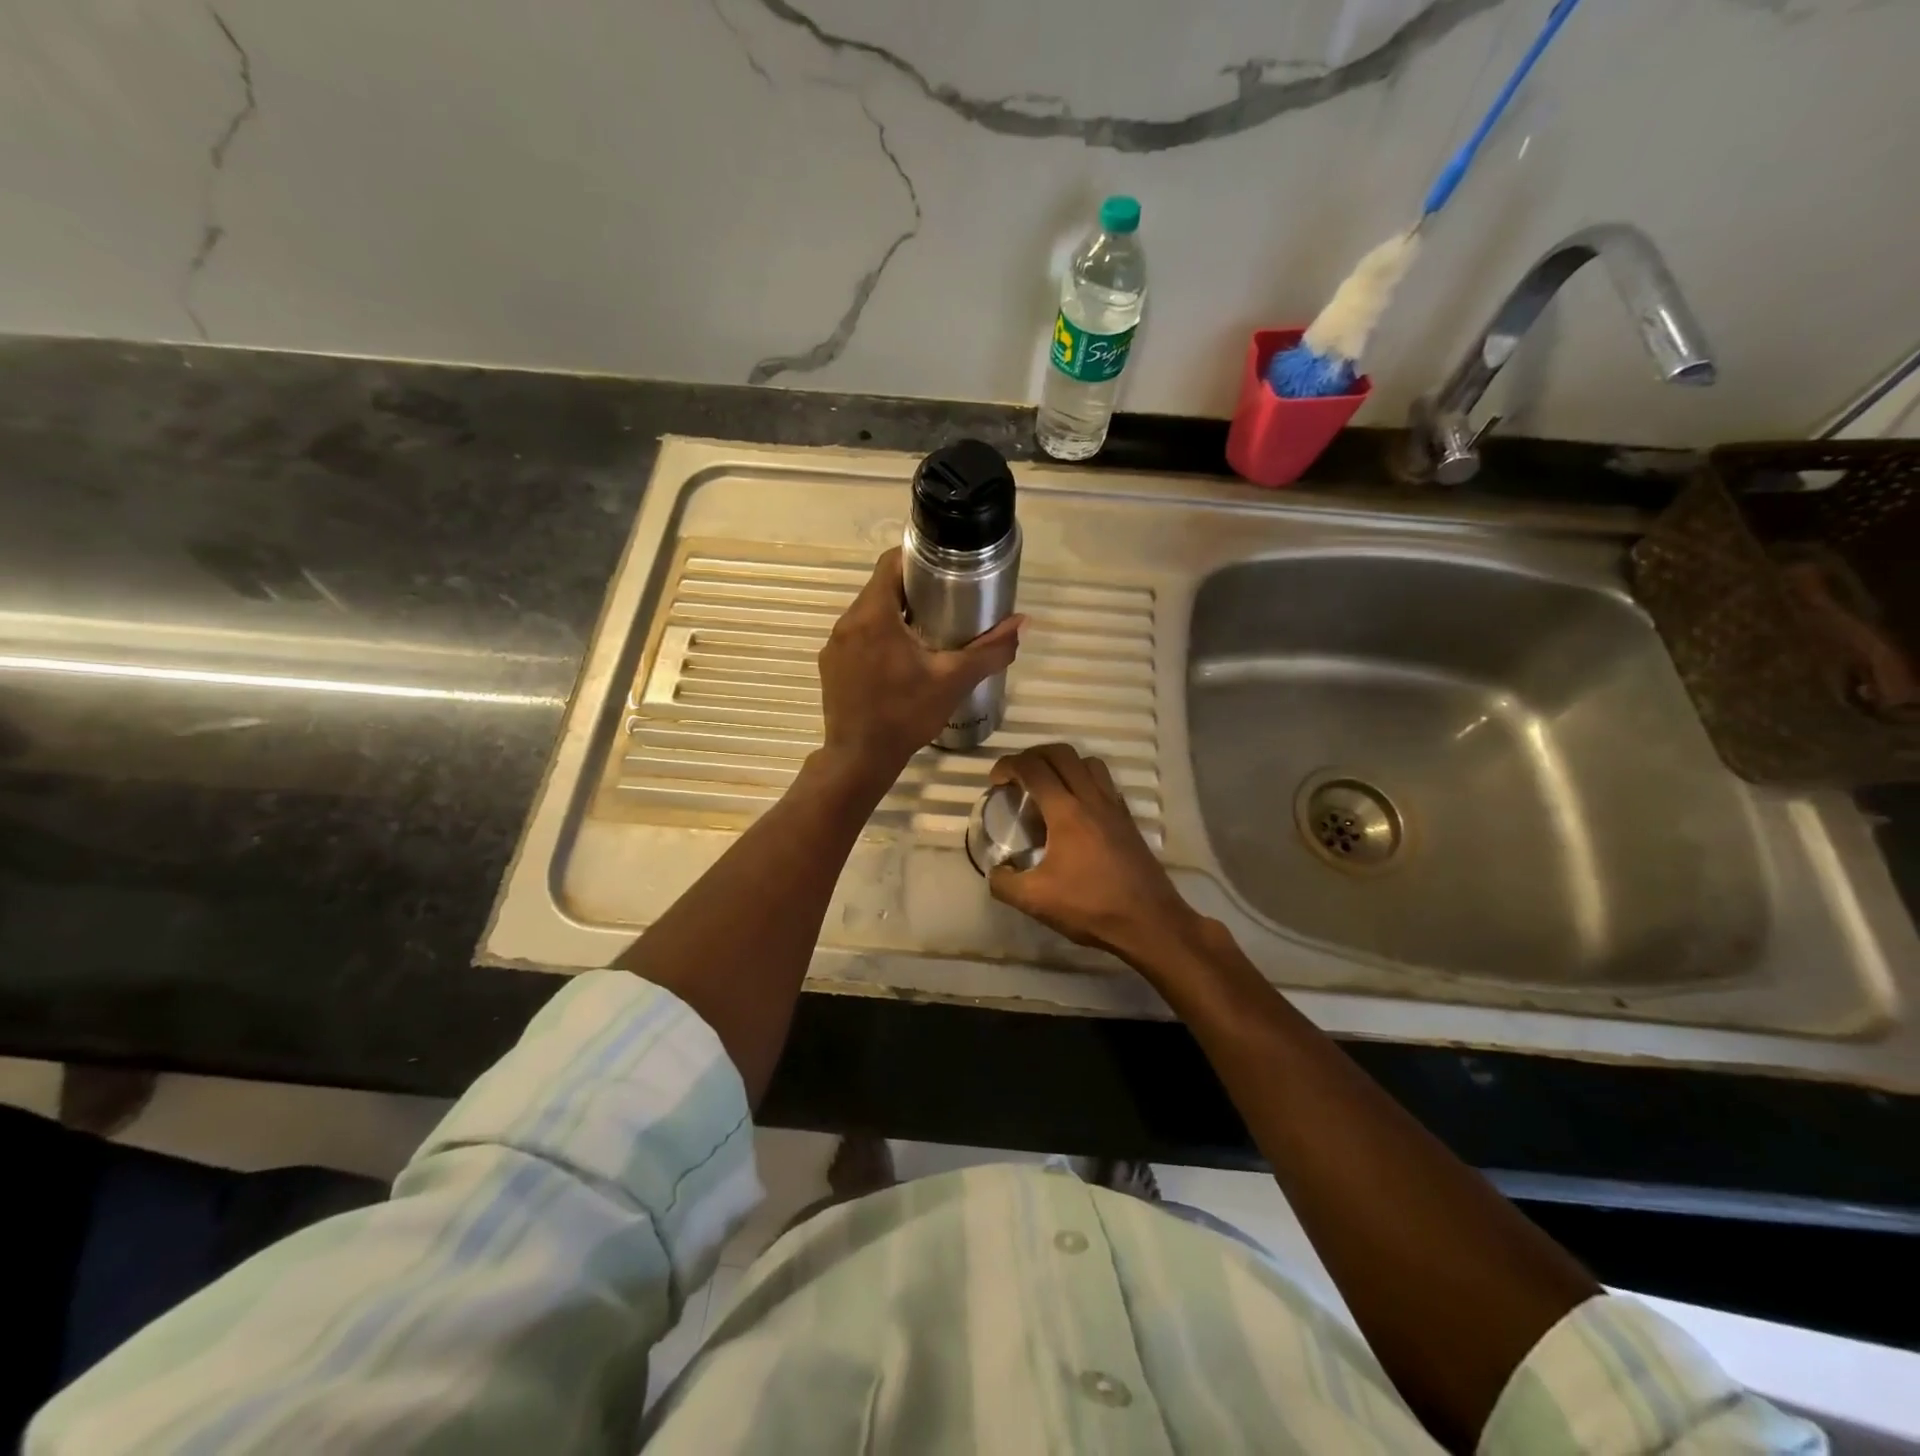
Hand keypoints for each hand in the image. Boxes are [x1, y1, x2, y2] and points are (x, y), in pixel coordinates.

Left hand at [817, 548, 1021, 786]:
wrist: (860, 758)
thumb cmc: (906, 715)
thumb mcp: (954, 680)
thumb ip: (990, 650)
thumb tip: (1022, 623)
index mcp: (874, 614)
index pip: (891, 562)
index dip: (919, 559)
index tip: (944, 571)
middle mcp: (848, 621)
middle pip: (881, 588)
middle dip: (913, 591)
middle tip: (946, 604)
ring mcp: (835, 645)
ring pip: (869, 614)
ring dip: (895, 616)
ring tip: (927, 633)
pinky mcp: (830, 665)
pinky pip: (857, 638)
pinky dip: (878, 639)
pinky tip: (899, 663)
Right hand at [986, 742, 1203, 966]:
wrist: (1149, 922)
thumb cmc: (1090, 907)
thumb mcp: (1035, 900)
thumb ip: (1004, 883)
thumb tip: (995, 870)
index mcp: (1066, 812)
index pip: (1033, 768)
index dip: (1008, 766)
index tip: (995, 782)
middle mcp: (1092, 799)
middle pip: (1062, 754)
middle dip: (1033, 755)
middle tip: (1017, 776)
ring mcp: (1114, 807)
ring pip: (1088, 762)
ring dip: (1063, 763)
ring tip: (1048, 786)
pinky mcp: (1128, 820)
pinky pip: (1105, 782)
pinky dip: (1085, 780)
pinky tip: (1076, 808)